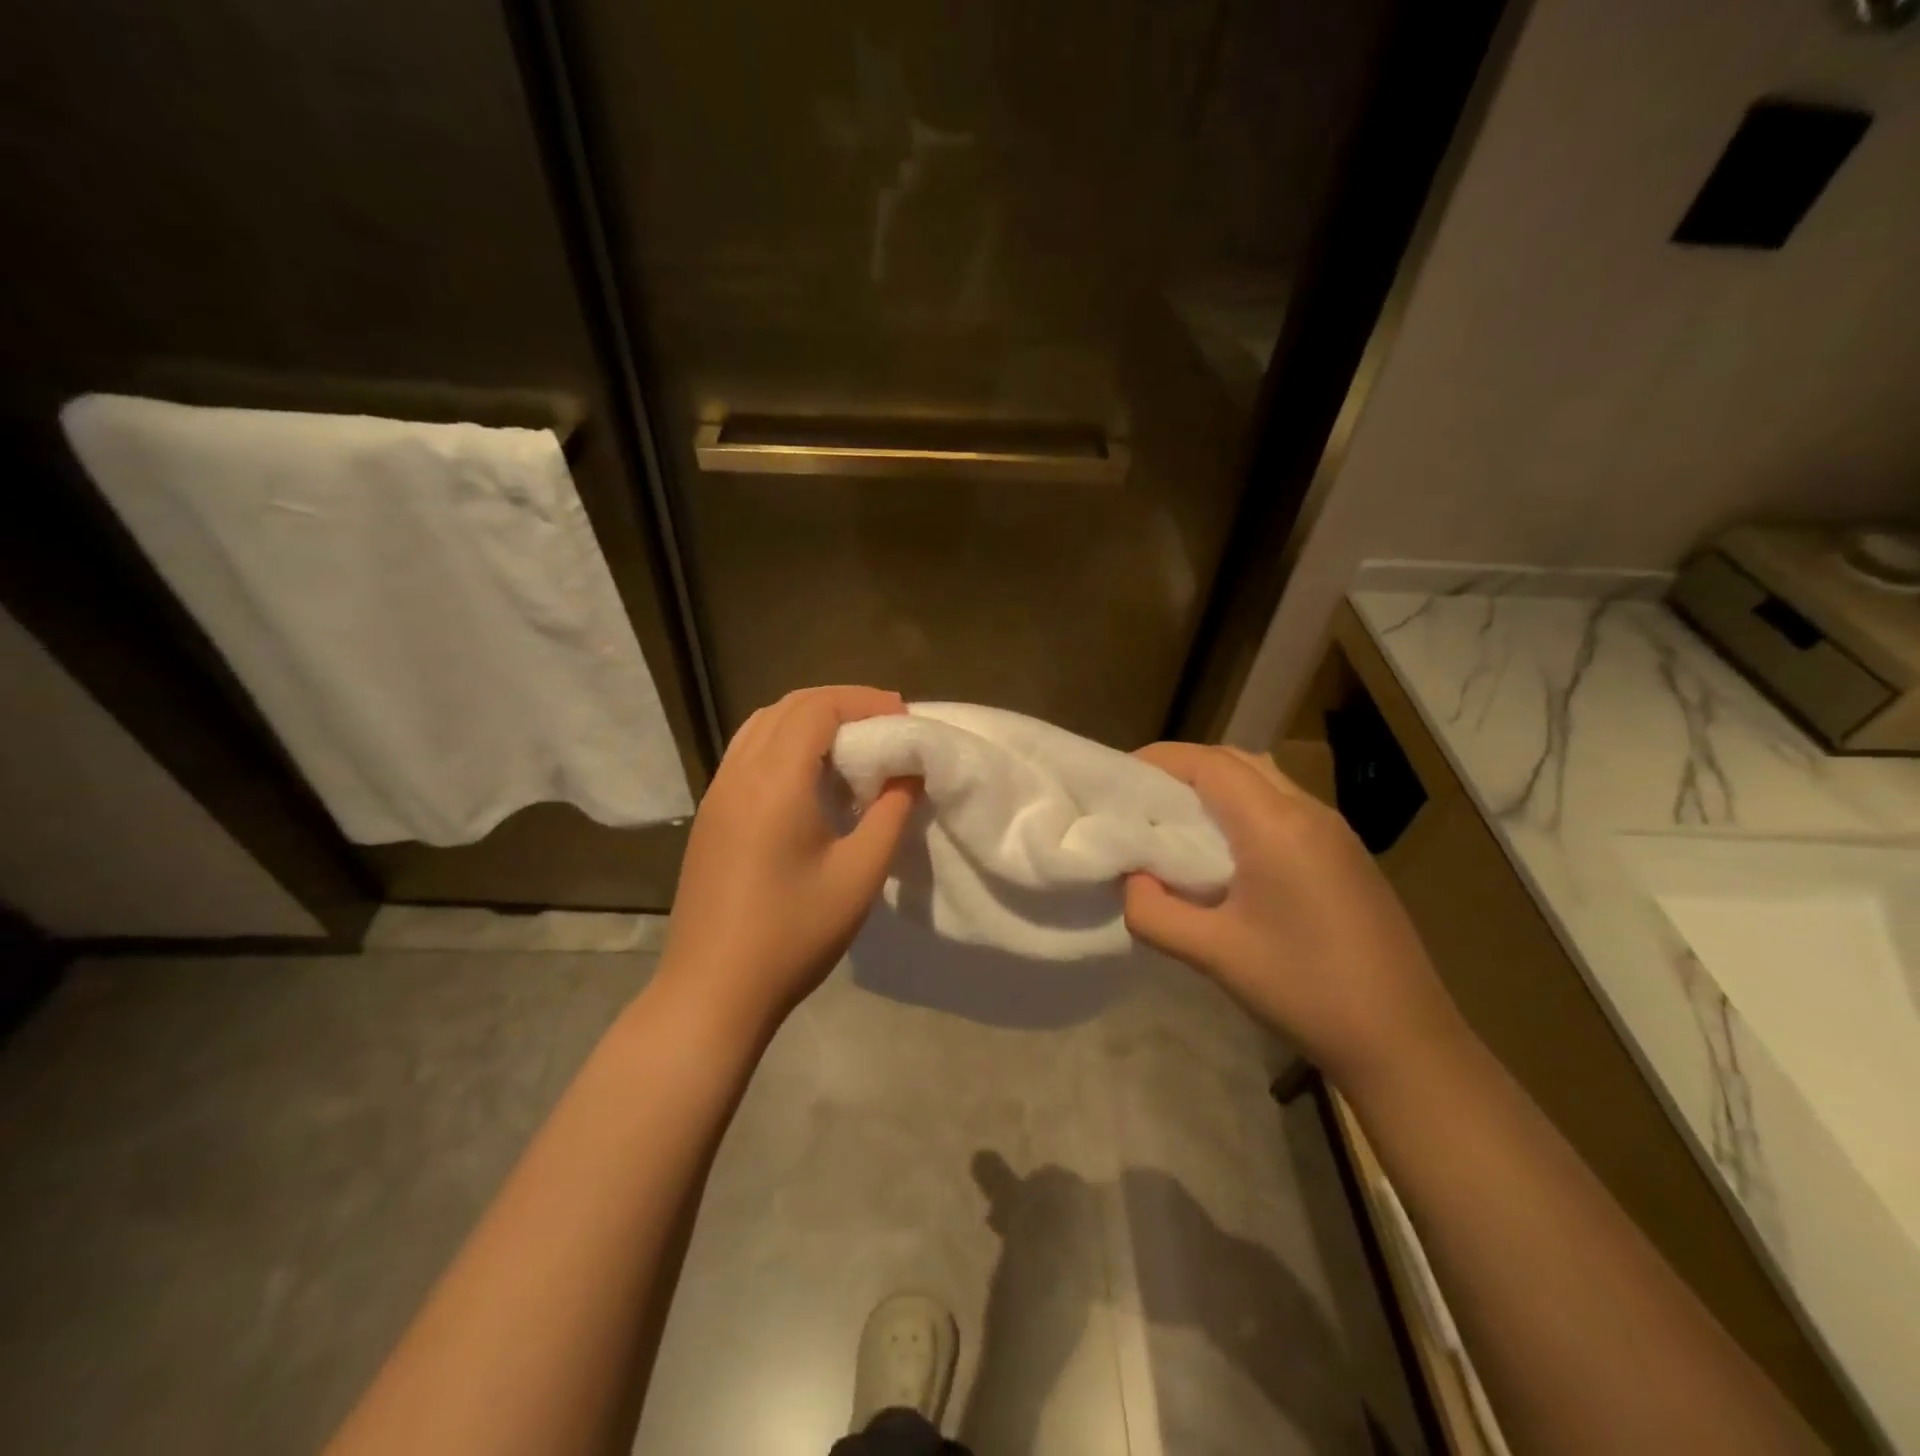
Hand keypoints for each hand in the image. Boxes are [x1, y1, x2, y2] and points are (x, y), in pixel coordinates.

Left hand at [659, 686, 917, 1035]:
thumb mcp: (859, 874)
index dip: (864, 701)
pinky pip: (748, 754)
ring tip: (852, 744)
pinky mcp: (710, 816)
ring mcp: (717, 793)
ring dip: (809, 720)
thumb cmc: (793, 934)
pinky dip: (784, 743)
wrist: (712, 991)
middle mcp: (739, 773)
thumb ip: (891, 812)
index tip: (903, 717)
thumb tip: (909, 769)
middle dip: (840, 703)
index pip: (817, 708)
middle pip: (788, 708)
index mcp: (774, 781)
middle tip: (884, 725)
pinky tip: (810, 778)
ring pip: (762, 726)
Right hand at [1123, 743, 1462, 1089]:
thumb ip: (1153, 911)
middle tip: (1142, 798)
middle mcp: (1309, 812)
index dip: (1159, 759)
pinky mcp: (1347, 855)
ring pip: (1264, 781)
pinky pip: (1284, 807)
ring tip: (1176, 822)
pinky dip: (1244, 809)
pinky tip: (1227, 854)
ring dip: (1217, 787)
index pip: (1209, 763)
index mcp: (1277, 825)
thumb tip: (1132, 879)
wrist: (1404, 1041)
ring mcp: (1335, 832)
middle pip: (1237, 761)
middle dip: (1184, 768)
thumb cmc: (1305, 990)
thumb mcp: (1213, 954)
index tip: (1119, 777)